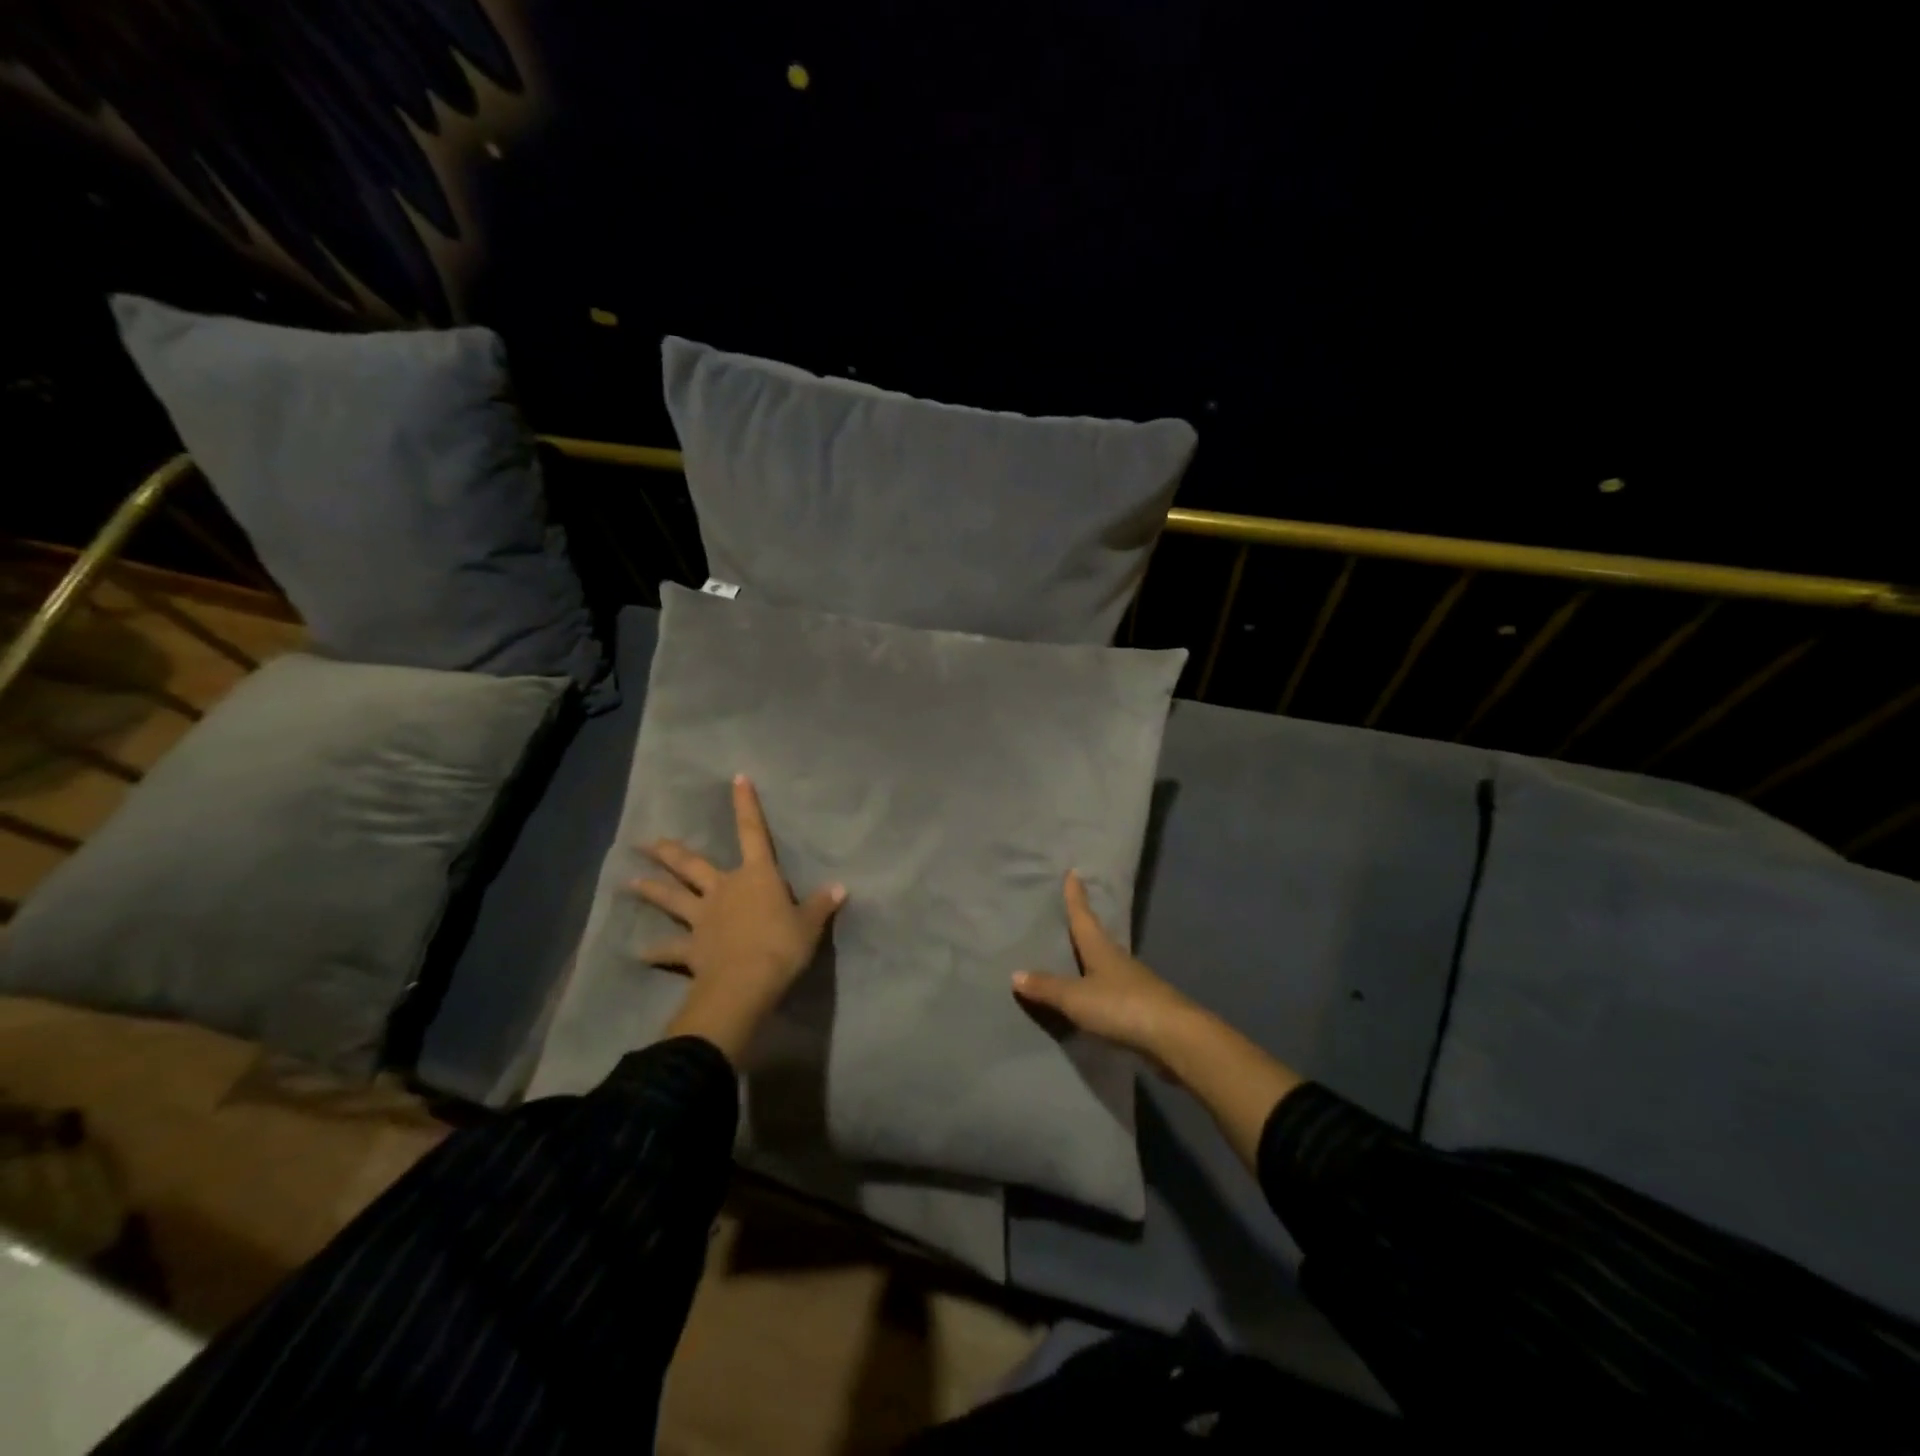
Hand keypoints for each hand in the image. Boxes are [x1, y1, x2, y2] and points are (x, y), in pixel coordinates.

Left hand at [632, 774, 845, 1064]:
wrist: (746, 982)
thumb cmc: (782, 946)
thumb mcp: (810, 925)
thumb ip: (822, 905)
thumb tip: (842, 887)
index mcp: (757, 877)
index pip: (753, 833)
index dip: (747, 805)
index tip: (737, 779)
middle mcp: (724, 889)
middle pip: (692, 866)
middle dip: (669, 853)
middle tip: (644, 843)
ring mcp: (702, 918)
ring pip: (672, 898)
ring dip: (651, 890)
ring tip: (629, 881)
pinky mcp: (691, 948)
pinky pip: (669, 948)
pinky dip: (655, 951)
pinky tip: (639, 953)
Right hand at [1011, 870, 1199, 1062]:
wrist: (1174, 1038)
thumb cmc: (1121, 1006)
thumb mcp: (1076, 997)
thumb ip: (1047, 987)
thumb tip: (1015, 974)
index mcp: (1102, 949)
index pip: (1084, 916)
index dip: (1076, 896)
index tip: (1074, 872)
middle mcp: (1119, 960)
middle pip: (1097, 938)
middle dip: (1084, 926)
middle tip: (1070, 915)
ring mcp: (1135, 984)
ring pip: (1108, 965)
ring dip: (1093, 960)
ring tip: (1077, 957)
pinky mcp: (1143, 1008)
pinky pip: (1114, 991)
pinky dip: (1101, 989)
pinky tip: (1095, 998)